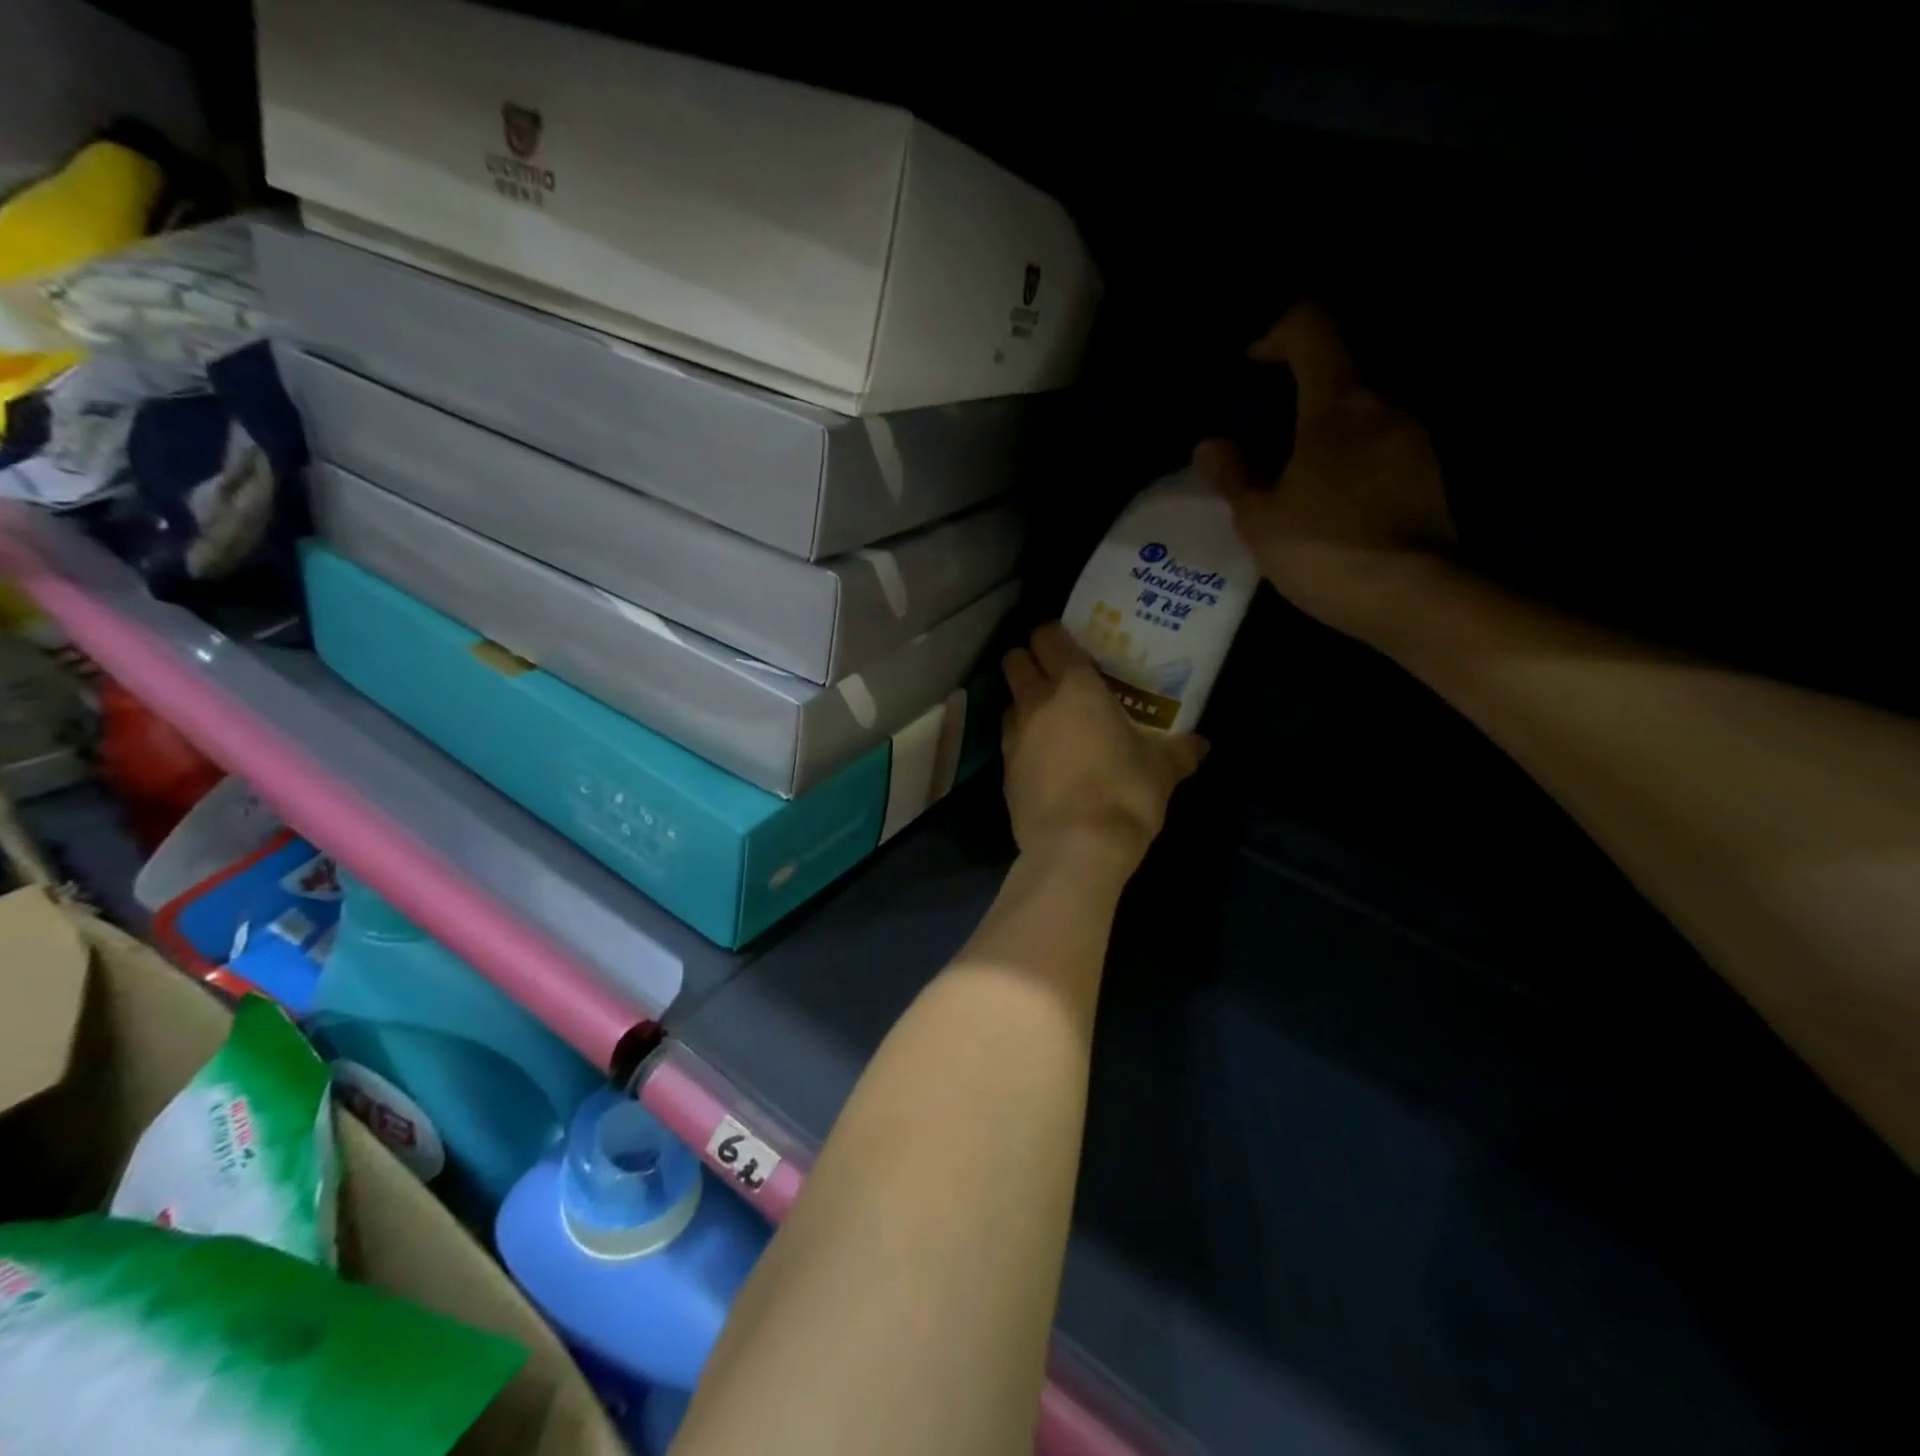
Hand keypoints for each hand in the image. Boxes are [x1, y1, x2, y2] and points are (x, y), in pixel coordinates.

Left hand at [1001, 623, 1206, 876]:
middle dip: (1030, 661)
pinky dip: (1023, 741)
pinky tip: (1046, 761)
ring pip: (1010, 701)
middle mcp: (1036, 702)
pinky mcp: (1004, 771)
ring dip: (1025, 703)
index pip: (1047, 636)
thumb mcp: (1162, 769)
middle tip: (1058, 678)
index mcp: (1074, 686)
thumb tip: (1200, 744)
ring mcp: (1013, 737)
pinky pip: (1010, 741)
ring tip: (1053, 722)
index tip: (1073, 647)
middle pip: (1015, 660)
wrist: (1075, 848)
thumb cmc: (1124, 793)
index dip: (1055, 636)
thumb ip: (1180, 750)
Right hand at [1194, 302, 1455, 643]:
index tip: (1249, 367)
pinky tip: (1323, 495)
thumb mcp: (1261, 519)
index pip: (1312, 327)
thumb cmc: (1326, 549)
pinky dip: (1346, 450)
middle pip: (1340, 365)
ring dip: (1322, 424)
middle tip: (1260, 429)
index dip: (1275, 334)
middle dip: (1296, 386)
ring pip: (1360, 406)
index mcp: (1341, 401)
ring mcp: (1414, 435)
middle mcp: (1386, 402)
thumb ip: (1234, 475)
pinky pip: (1377, 439)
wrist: (1413, 598)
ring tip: (1287, 469)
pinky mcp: (1426, 470)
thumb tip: (1212, 445)